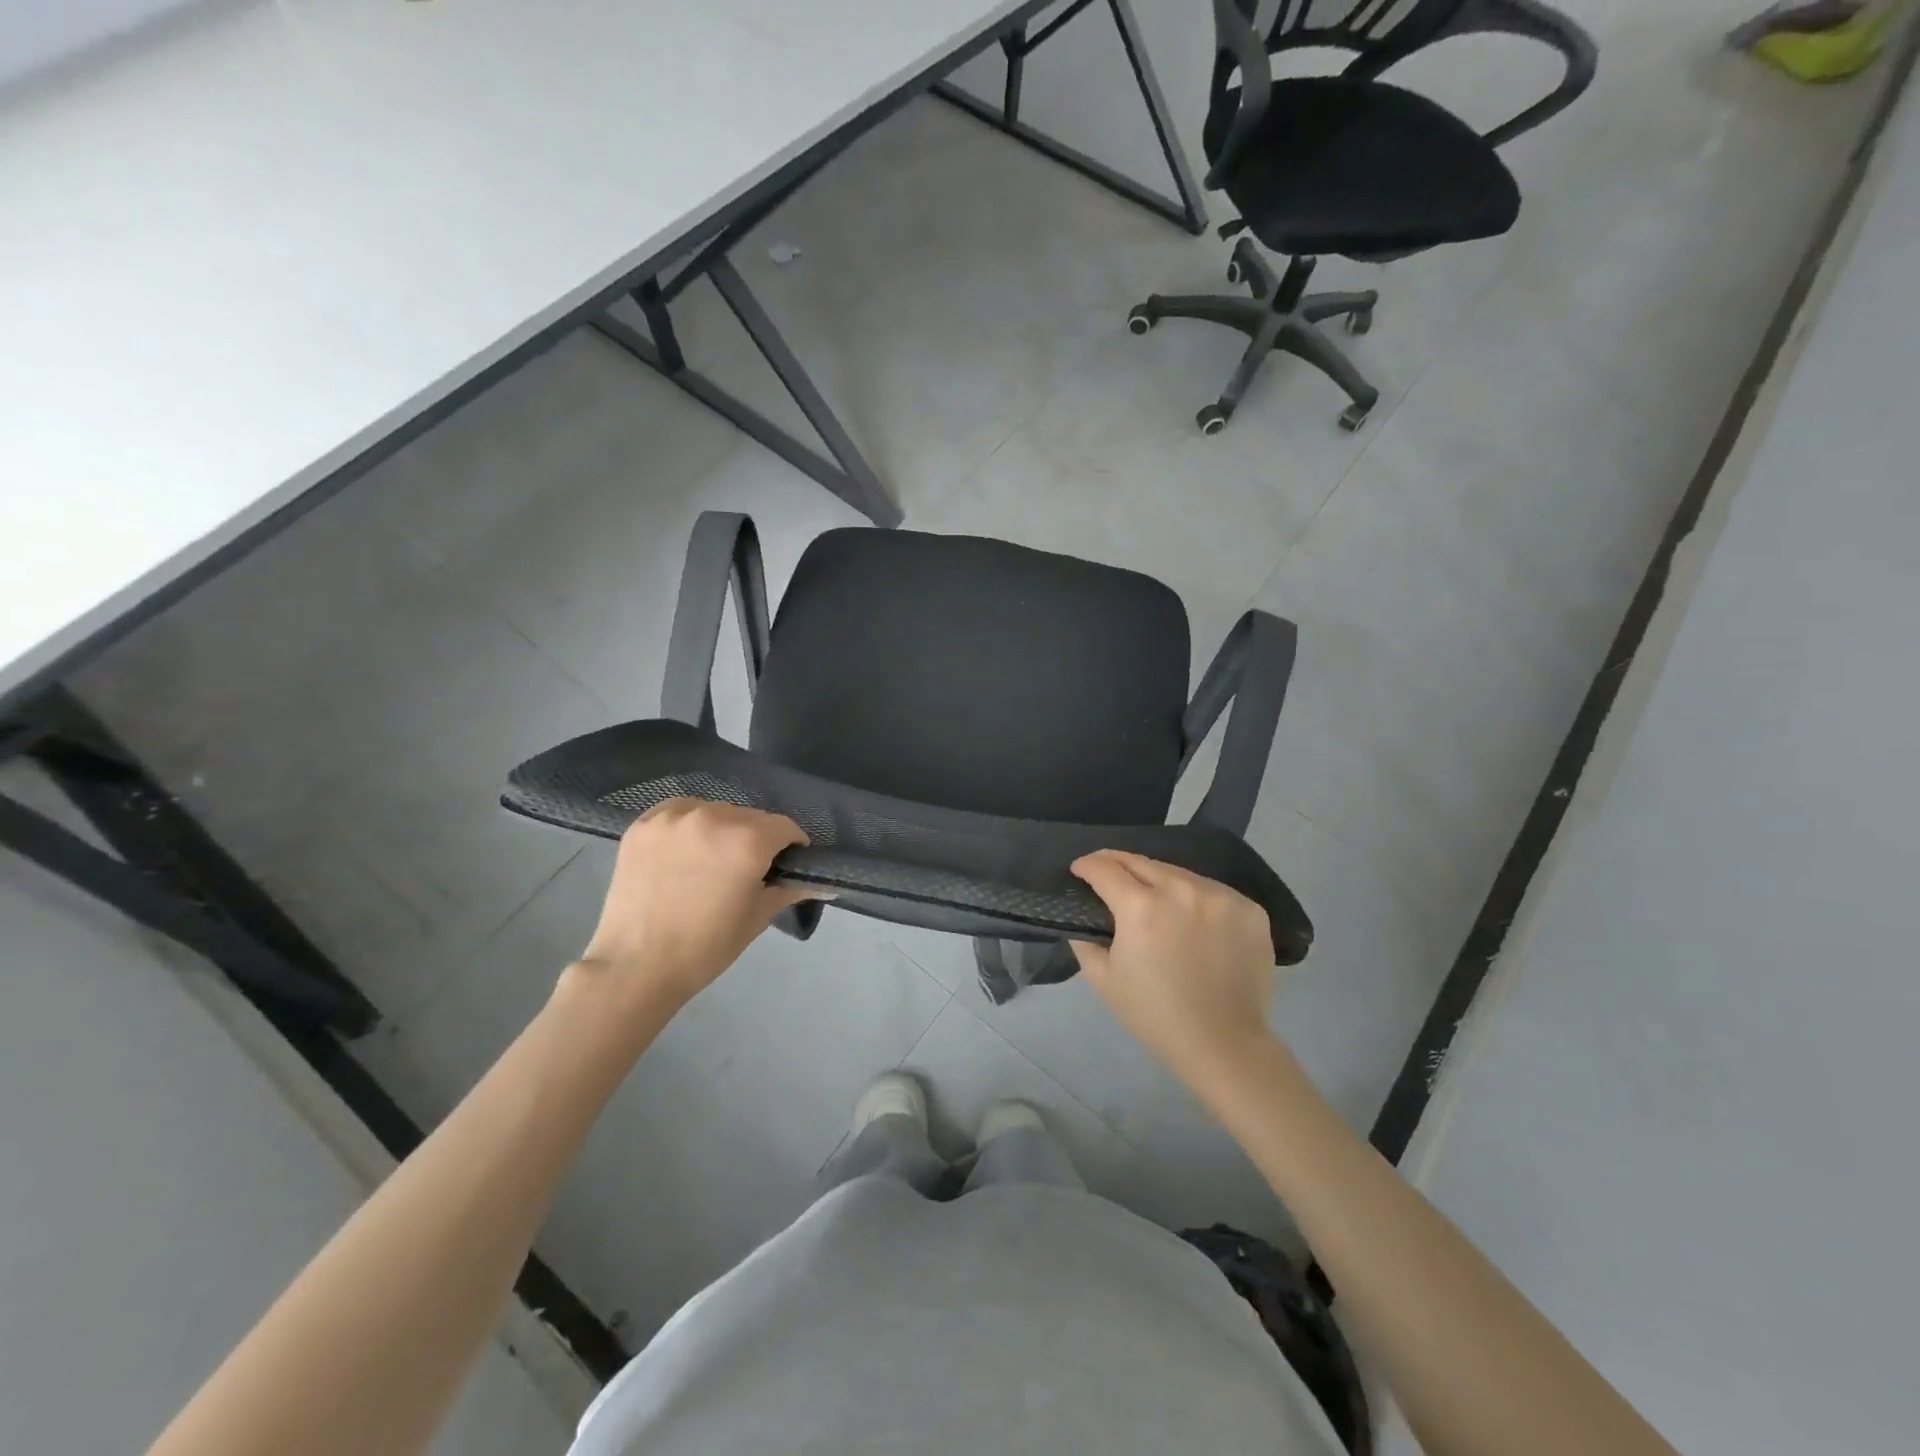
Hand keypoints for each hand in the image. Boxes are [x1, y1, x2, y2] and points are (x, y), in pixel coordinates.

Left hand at [569, 798, 811, 1013]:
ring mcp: (674, 817)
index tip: (784, 866)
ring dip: (721, 830)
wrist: (635, 967)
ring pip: (715, 812)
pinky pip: (679, 813)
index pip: (785, 827)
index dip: (791, 846)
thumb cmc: (707, 947)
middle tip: (745, 871)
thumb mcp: (758, 916)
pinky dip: (688, 826)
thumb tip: (824, 882)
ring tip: (709, 862)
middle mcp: (714, 816)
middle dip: (755, 839)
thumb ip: (791, 889)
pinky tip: (683, 852)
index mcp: (748, 840)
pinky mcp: (643, 824)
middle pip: (750, 817)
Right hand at [1069, 850, 1278, 1092]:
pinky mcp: (1249, 909)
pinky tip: (1191, 918)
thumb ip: (1085, 940)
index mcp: (1141, 906)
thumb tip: (1083, 917)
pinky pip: (1212, 891)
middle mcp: (1181, 890)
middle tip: (1107, 874)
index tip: (1079, 869)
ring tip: (1151, 897)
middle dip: (1118, 864)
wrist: (1224, 1045)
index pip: (1106, 868)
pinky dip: (1195, 898)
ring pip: (1179, 874)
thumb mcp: (1103, 980)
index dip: (1087, 865)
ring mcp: (1220, 896)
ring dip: (1158, 880)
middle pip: (1141, 862)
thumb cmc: (1155, 1016)